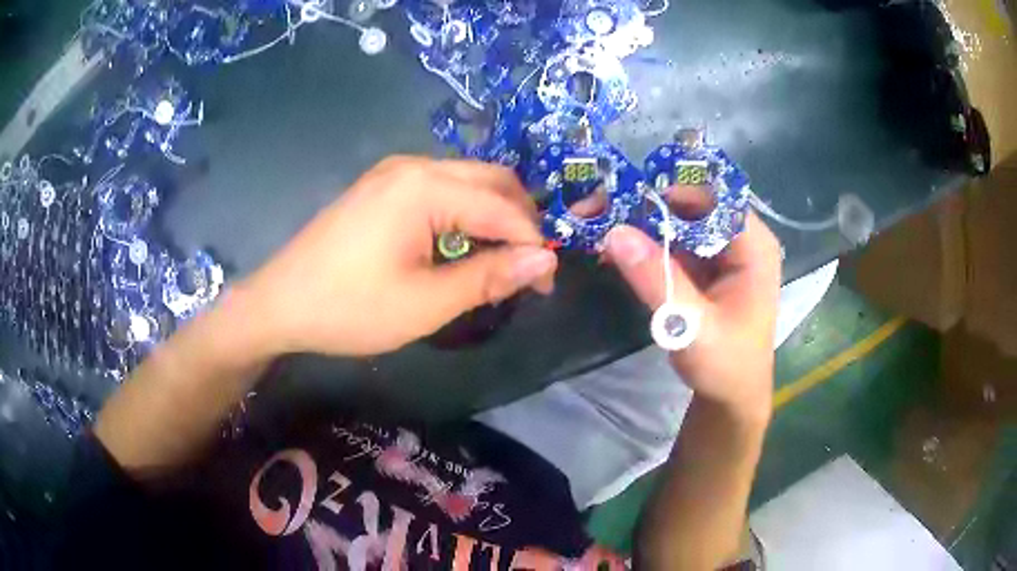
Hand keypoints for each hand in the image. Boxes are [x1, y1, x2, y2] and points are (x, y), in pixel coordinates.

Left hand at [236, 156, 557, 356]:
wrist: (279, 303)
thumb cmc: (349, 308)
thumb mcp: (425, 303)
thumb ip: (489, 277)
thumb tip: (545, 261)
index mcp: (425, 187)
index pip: (503, 207)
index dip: (534, 244)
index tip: (547, 284)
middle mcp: (414, 166)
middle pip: (491, 180)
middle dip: (520, 221)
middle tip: (528, 269)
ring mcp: (394, 173)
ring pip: (467, 181)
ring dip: (493, 216)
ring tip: (500, 261)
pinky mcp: (381, 187)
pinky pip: (440, 189)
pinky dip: (464, 213)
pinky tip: (460, 245)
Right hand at [603, 187, 781, 419]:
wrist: (732, 398)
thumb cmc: (725, 366)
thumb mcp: (691, 326)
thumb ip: (657, 279)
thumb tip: (614, 232)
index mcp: (754, 246)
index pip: (712, 199)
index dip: (670, 192)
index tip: (625, 198)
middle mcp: (741, 239)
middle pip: (693, 205)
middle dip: (648, 206)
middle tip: (601, 209)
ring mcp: (723, 252)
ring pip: (680, 221)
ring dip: (642, 223)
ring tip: (601, 223)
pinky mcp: (706, 266)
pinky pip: (675, 243)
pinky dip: (647, 244)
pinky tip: (618, 247)